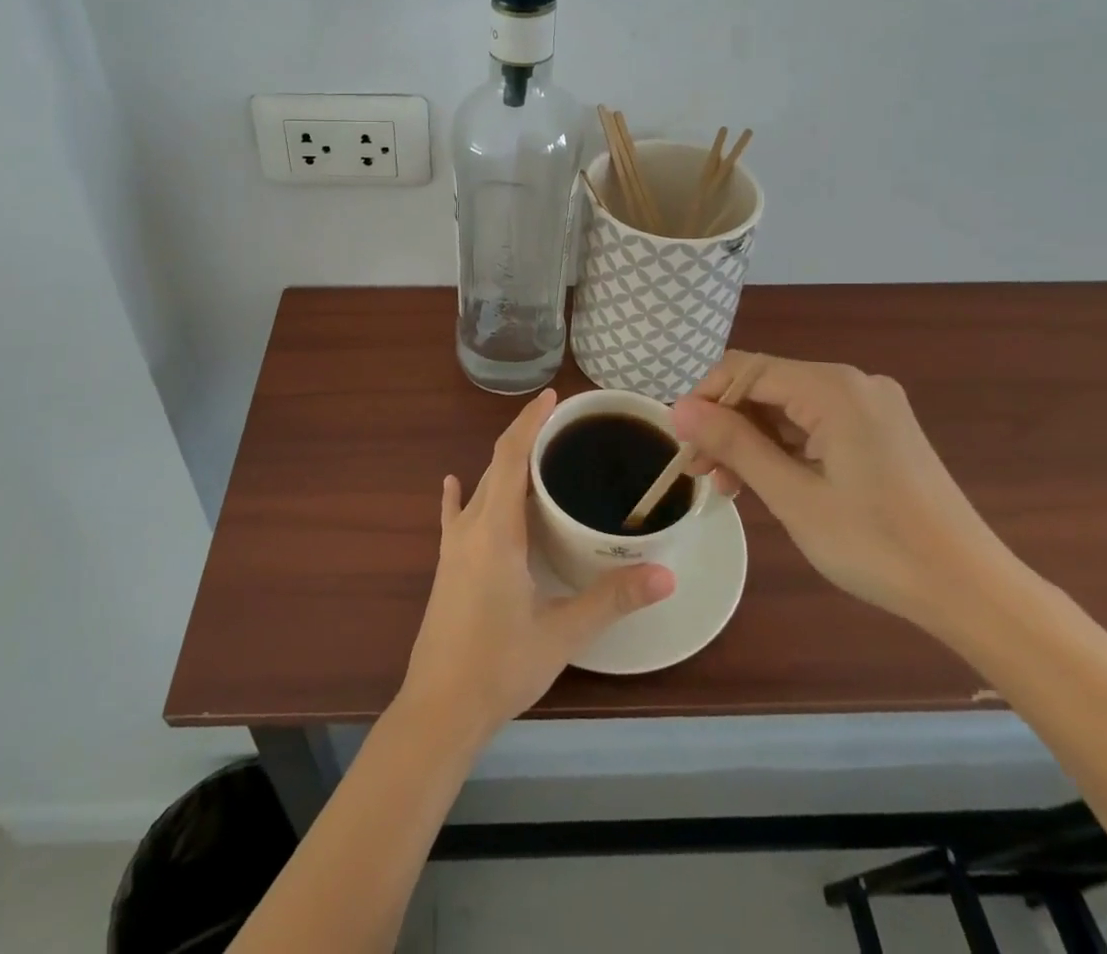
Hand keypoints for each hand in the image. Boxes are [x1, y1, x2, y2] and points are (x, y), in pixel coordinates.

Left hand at [400, 390, 674, 743]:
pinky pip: (455, 516)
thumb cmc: (500, 667)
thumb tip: (667, 575)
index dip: (530, 422)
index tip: (553, 397)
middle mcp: (471, 527)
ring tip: (536, 453)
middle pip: (496, 465)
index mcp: (496, 531)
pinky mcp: (447, 565)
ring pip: (480, 488)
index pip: (510, 457)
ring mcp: (454, 546)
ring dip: (504, 465)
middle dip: (524, 437)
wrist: (439, 709)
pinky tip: (453, 483)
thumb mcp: (562, 633)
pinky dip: (461, 494)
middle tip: (562, 424)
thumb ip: (612, 600)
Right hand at [671, 354, 1017, 628]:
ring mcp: (872, 406)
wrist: (972, 591)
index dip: (704, 399)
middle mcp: (854, 383)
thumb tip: (678, 408)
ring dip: (753, 439)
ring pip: (790, 407)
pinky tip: (768, 480)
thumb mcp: (793, 496)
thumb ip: (734, 443)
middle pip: (767, 387)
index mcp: (834, 388)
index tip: (680, 441)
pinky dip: (786, 447)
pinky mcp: (882, 430)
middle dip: (727, 424)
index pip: (745, 370)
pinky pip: (817, 424)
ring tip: (728, 485)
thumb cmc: (877, 545)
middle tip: (700, 471)